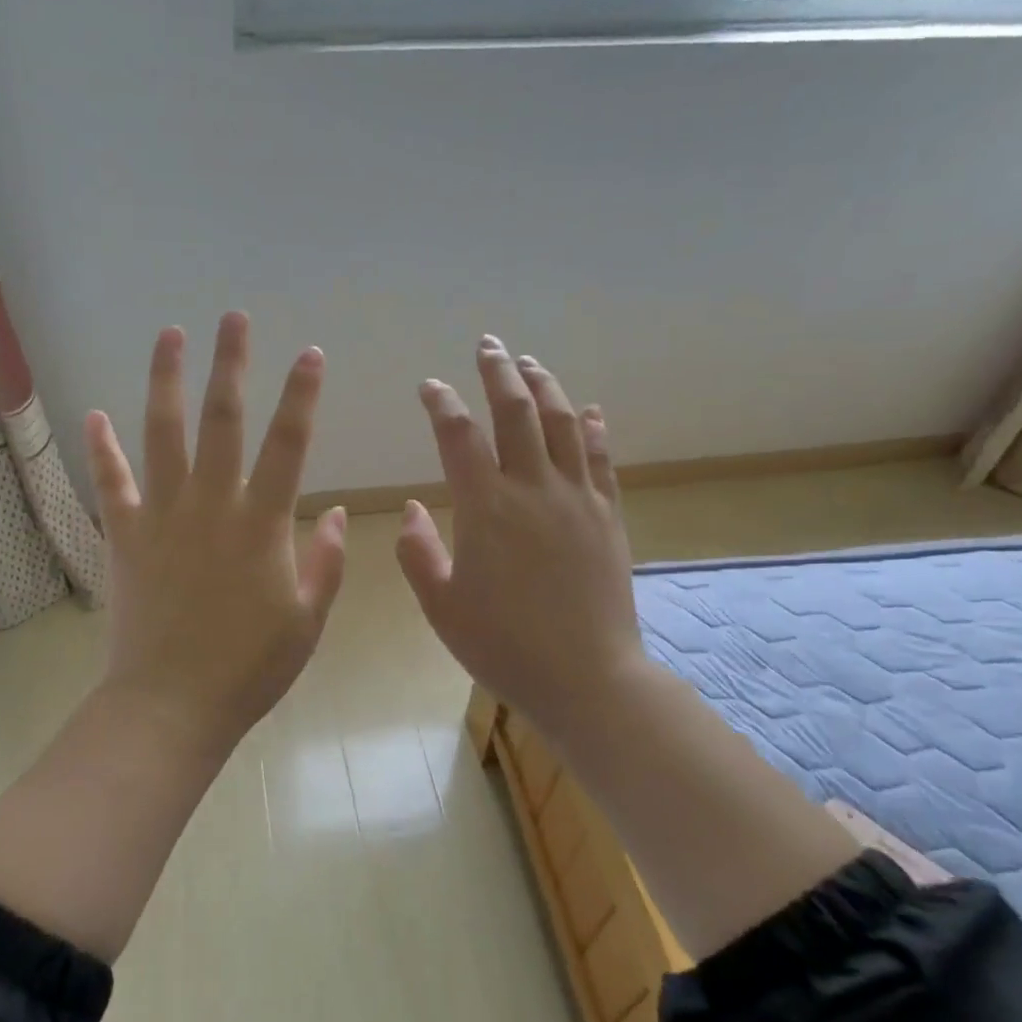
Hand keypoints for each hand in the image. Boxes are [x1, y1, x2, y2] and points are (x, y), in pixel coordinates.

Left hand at [84, 311, 346, 758]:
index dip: (301, 396)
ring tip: (170, 335)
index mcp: (261, 524)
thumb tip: (339, 514)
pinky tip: (97, 414)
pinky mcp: (125, 537)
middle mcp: (210, 505)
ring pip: (161, 434)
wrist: (171, 705)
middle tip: (232, 318)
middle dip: (230, 364)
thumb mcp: (308, 620)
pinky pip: (111, 482)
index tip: (309, 354)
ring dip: (166, 380)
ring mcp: (161, 516)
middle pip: (221, 421)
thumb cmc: (249, 668)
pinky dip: (103, 447)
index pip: (288, 444)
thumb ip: (327, 562)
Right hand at [397, 335, 641, 748]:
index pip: (458, 436)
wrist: (587, 677)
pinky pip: (601, 459)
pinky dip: (593, 428)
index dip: (442, 403)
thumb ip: (418, 552)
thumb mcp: (441, 606)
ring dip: (545, 386)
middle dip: (499, 371)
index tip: (429, 386)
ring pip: (563, 423)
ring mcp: (578, 499)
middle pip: (516, 412)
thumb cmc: (503, 646)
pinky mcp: (608, 516)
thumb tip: (412, 508)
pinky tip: (590, 410)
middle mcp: (534, 489)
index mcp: (486, 509)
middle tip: (488, 344)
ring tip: (530, 362)